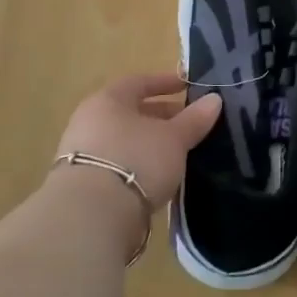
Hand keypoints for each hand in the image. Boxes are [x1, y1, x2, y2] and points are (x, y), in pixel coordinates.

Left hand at [54, 72, 221, 209]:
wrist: (92, 214)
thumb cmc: (136, 160)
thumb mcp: (174, 138)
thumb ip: (194, 119)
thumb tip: (215, 99)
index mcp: (107, 101)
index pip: (138, 82)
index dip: (164, 82)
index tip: (186, 86)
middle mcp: (89, 121)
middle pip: (129, 112)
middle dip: (160, 115)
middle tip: (188, 122)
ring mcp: (81, 153)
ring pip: (123, 139)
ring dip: (149, 142)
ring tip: (177, 151)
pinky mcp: (83, 183)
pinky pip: (117, 163)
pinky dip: (138, 163)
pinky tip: (157, 175)